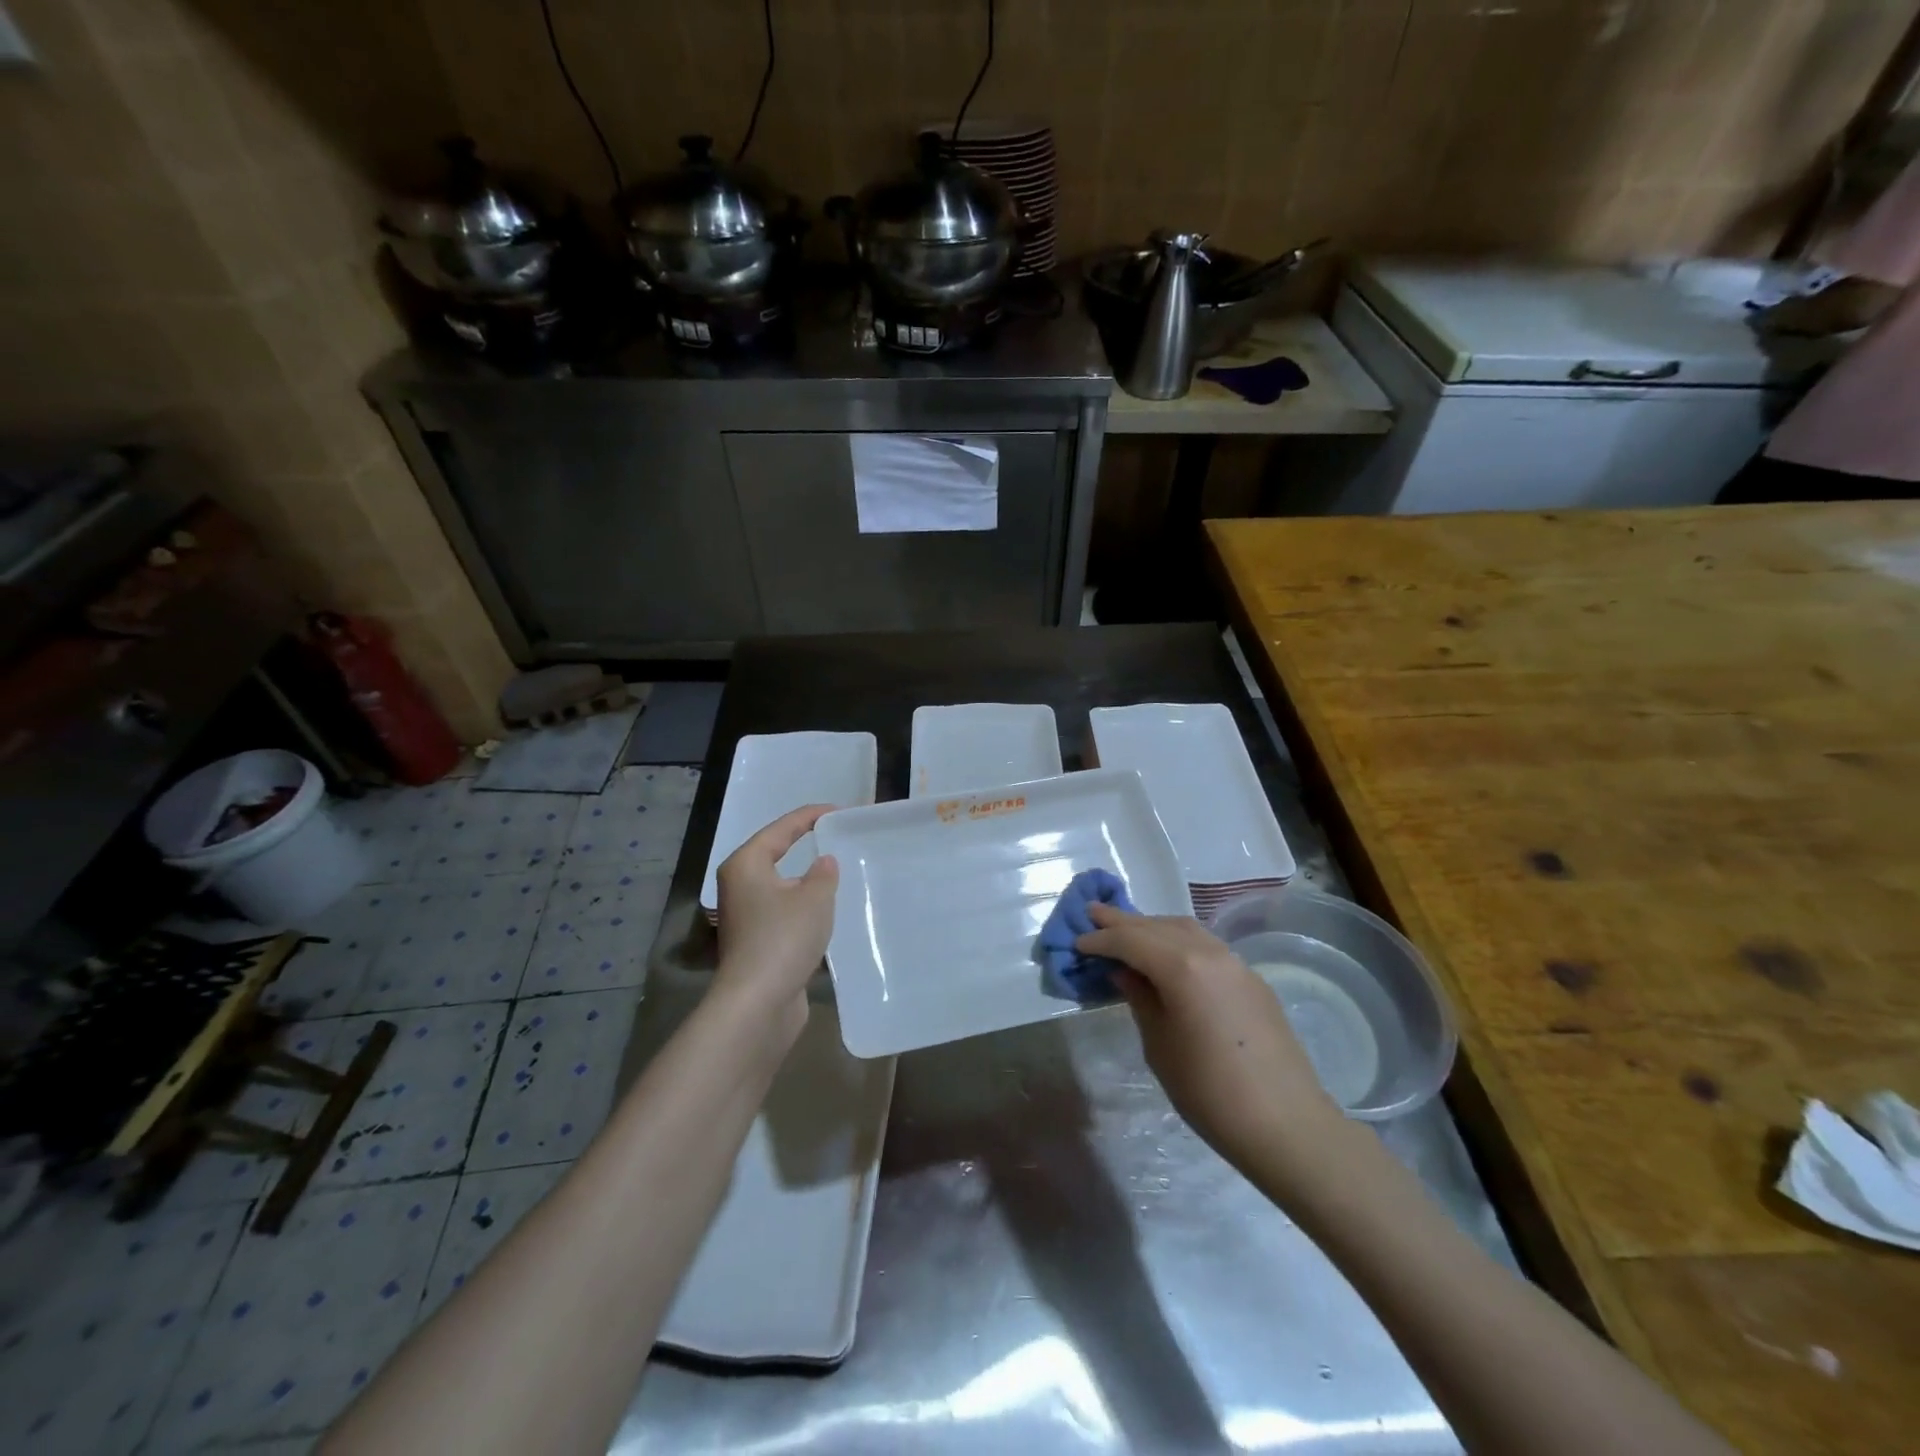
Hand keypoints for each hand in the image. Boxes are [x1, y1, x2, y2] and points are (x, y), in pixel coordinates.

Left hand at [712, 805, 838, 1045]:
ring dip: (807, 881)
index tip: (839, 811)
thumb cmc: (783, 938)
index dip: (810, 816)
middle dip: (806, 846)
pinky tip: (829, 911)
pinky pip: (785, 913)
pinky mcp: (757, 943)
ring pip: (781, 887)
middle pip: (776, 855)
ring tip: (839, 872)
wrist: (758, 1004)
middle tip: (839, 837)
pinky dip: (805, 908)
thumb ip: (824, 873)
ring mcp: (746, 917)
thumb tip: (823, 863)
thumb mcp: (815, 898)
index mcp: (746, 864)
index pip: (781, 829)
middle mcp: (739, 886)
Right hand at [1075, 904, 1344, 1182]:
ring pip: (1186, 930)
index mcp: (1182, 967)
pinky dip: (1179, 941)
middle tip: (1093, 912)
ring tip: (1127, 930)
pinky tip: (1168, 955)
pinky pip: (1207, 946)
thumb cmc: (1209, 1091)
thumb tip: (1125, 972)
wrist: (1286, 1124)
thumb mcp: (1159, 1045)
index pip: (1131, 940)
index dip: (1101, 940)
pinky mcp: (1252, 981)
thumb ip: (1140, 999)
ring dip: (1153, 927)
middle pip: (1158, 926)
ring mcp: (1236, 964)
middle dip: (1124, 921)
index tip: (1077, 942)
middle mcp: (1210, 952)